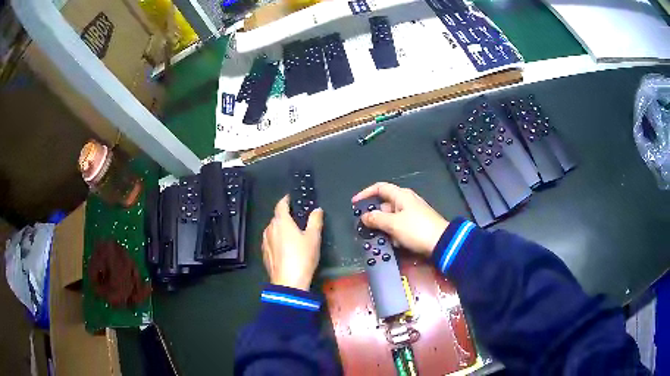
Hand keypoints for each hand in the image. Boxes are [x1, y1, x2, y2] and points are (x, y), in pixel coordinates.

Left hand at [262, 195, 323, 290]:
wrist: (288, 282)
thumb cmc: (302, 257)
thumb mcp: (313, 238)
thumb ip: (315, 221)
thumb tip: (317, 209)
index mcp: (281, 221)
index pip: (281, 205)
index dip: (286, 200)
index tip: (291, 198)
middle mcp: (270, 229)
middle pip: (276, 217)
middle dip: (285, 216)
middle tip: (297, 219)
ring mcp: (265, 242)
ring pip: (272, 230)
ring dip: (280, 229)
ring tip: (292, 234)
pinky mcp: (264, 254)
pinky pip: (270, 241)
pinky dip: (277, 240)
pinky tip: (285, 248)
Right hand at [352, 182, 448, 256]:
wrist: (441, 242)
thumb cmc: (416, 229)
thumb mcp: (393, 224)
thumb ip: (376, 219)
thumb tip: (364, 216)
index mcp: (401, 195)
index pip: (379, 188)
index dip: (365, 193)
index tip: (354, 203)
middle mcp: (406, 201)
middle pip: (384, 205)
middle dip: (374, 216)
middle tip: (366, 228)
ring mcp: (412, 213)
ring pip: (391, 218)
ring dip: (384, 227)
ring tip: (381, 238)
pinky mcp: (416, 224)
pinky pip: (399, 226)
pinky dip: (394, 233)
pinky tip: (395, 243)